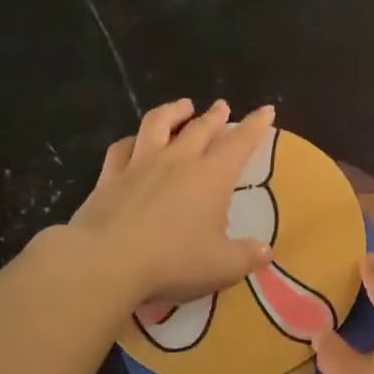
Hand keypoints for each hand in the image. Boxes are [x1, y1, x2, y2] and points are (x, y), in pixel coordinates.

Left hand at [68, 99, 275, 305]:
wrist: (106, 261)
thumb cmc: (173, 261)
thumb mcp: (222, 266)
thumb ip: (246, 256)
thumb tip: (265, 252)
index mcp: (212, 176)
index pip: (240, 143)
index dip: (255, 125)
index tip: (266, 110)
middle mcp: (178, 161)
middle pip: (200, 127)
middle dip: (215, 115)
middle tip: (222, 107)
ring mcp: (140, 164)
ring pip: (158, 124)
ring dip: (174, 111)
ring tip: (183, 106)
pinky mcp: (109, 177)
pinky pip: (122, 147)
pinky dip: (133, 139)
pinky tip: (135, 141)